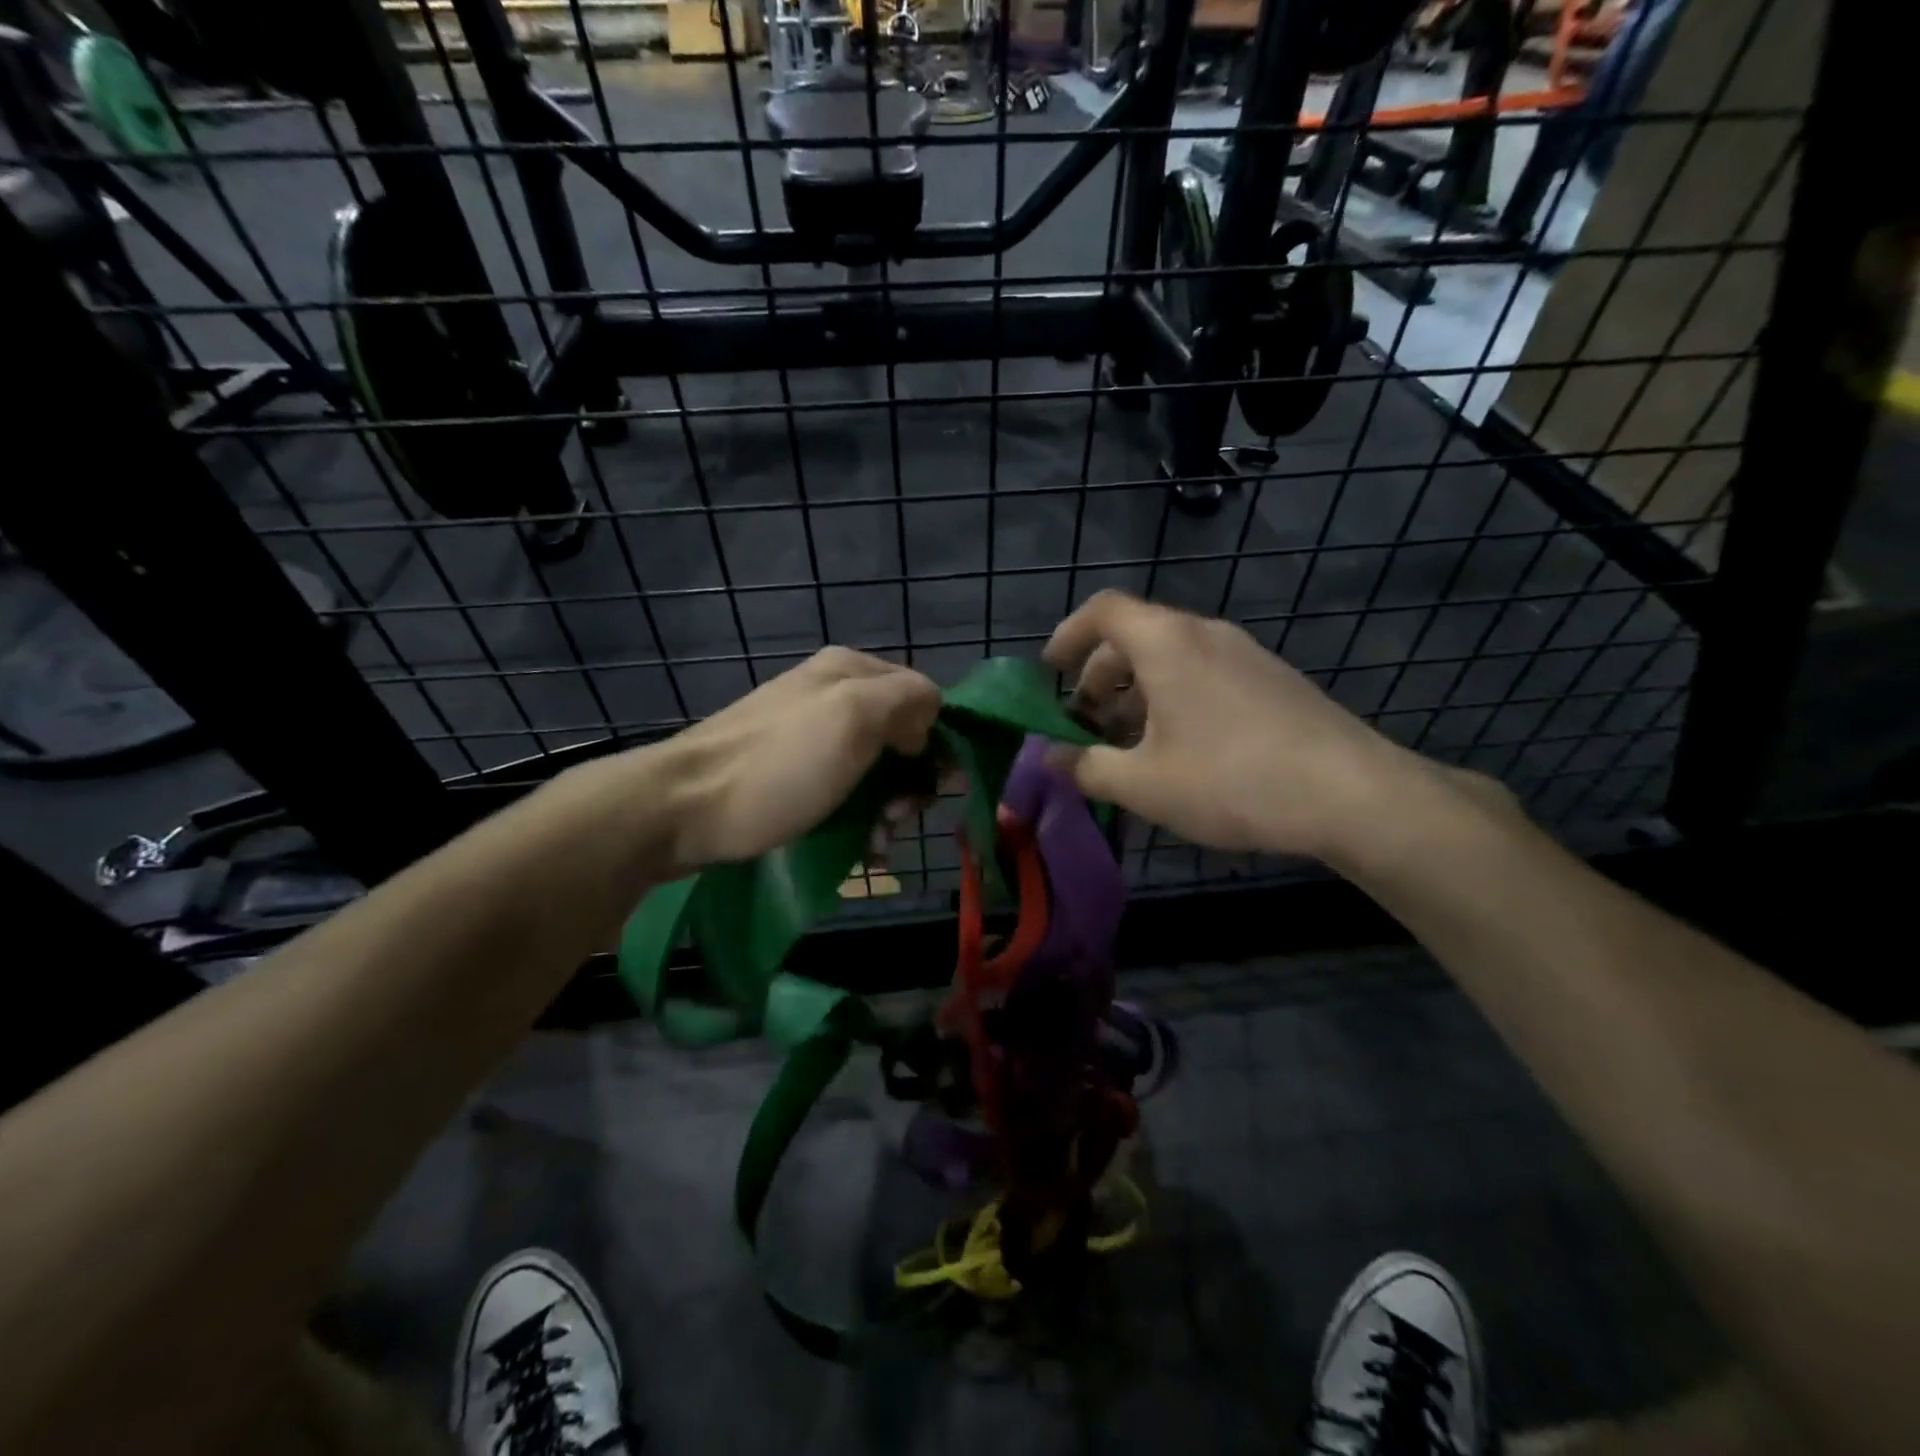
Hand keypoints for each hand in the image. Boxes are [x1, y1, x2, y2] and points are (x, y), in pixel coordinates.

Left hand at [628, 647, 940, 875]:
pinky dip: (858, 818)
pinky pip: (843, 790)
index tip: (929, 784)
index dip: (935, 739)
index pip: (923, 696)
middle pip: (900, 735)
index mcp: (851, 670)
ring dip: (886, 808)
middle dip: (908, 781)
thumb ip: (907, 699)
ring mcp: (808, 734)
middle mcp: (832, 694)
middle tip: (896, 817)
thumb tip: (930, 714)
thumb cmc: (780, 765)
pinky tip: (859, 848)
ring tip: (876, 843)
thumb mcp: (854, 717)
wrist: (684, 808)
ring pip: (874, 769)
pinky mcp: (790, 772)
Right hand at [1044, 591, 1463, 862]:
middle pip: (1134, 636)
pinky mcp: (1271, 680)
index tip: (1049, 674)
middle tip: (1084, 725)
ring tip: (1126, 746)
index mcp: (1167, 643)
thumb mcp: (1145, 784)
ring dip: (1136, 694)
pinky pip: (1204, 674)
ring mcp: (1244, 654)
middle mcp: (1205, 634)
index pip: (1103, 611)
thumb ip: (1088, 767)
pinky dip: (1173, 700)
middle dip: (1098, 678)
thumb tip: (1050, 759)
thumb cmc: (1232, 780)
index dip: (1067, 635)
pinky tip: (1178, 751)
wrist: (1353, 794)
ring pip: (1171, 659)